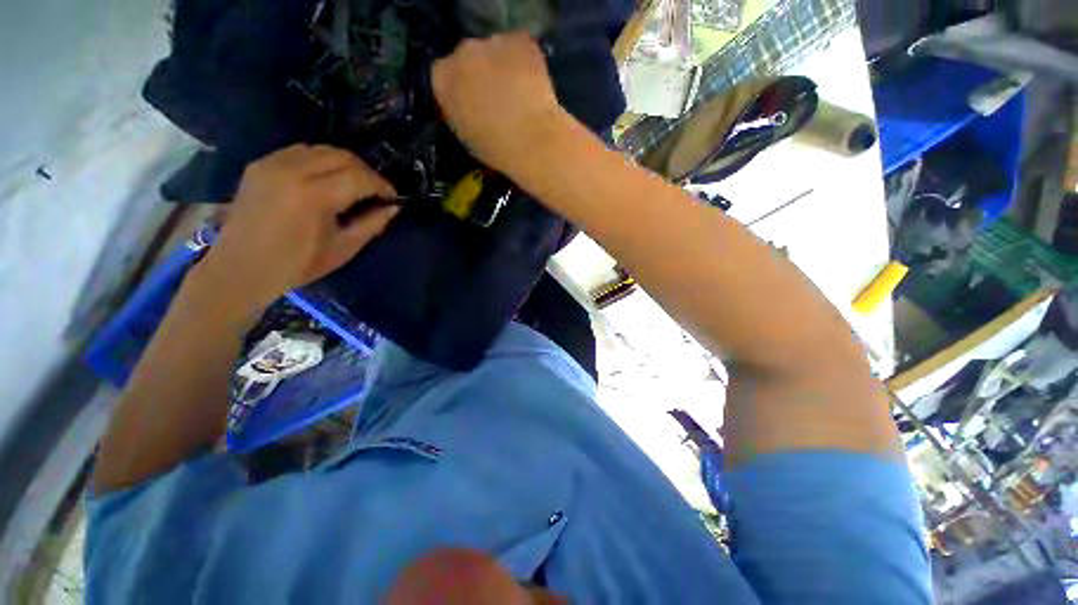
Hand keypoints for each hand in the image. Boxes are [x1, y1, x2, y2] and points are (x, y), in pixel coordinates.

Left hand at [198, 144, 398, 313]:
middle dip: (366, 171)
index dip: (382, 185)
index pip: (359, 177)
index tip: (393, 197)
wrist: (241, 268)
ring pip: (320, 149)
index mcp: (315, 196)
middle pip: (342, 156)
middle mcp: (292, 171)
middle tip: (377, 190)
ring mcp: (272, 164)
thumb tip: (392, 208)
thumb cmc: (298, 264)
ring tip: (354, 183)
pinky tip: (326, 179)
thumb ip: (371, 224)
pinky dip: (320, 161)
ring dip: (344, 163)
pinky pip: (299, 152)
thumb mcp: (343, 248)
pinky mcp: (259, 165)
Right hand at [432, 32, 569, 174]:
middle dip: (480, 72)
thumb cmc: (496, 150)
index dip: (460, 87)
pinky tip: (532, 83)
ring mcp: (492, 42)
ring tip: (518, 92)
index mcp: (443, 79)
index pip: (444, 74)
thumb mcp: (465, 135)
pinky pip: (519, 46)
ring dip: (502, 65)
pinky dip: (525, 60)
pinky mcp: (521, 41)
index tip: (472, 102)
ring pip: (495, 50)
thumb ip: (459, 110)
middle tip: (497, 96)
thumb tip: (466, 104)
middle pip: (468, 56)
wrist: (531, 143)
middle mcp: (462, 52)